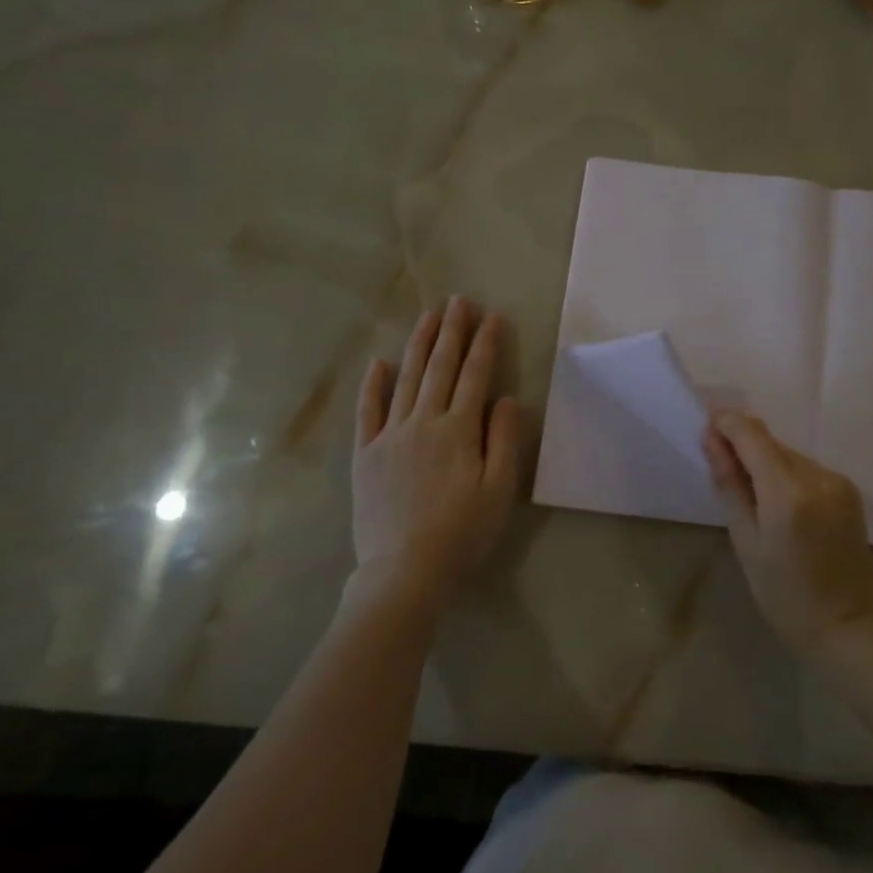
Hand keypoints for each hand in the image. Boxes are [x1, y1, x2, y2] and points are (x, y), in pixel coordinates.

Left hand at [351, 298, 519, 609]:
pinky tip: (379, 363)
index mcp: (458, 430)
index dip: (486, 344)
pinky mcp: (365, 454)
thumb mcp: (499, 490)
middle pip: (440, 368)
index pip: (476, 376)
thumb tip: (506, 398)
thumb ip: (504, 439)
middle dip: (453, 332)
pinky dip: (373, 385)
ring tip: (429, 316)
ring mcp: (390, 436)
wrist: (404, 570)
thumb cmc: (461, 533)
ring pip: (406, 379)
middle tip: (459, 301)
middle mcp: (423, 422)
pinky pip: (368, 411)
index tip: (493, 316)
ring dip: (419, 345)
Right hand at [703, 411, 872, 657]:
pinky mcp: (848, 489)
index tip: (704, 425)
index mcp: (788, 492)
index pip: (752, 435)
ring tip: (748, 495)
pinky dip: (785, 475)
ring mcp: (837, 480)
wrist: (852, 624)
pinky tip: (778, 504)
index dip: (726, 422)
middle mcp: (817, 475)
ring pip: (788, 454)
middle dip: (742, 444)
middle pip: (771, 442)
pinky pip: (806, 469)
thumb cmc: (786, 595)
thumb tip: (711, 439)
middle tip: (719, 467)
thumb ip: (730, 485)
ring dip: (764, 461)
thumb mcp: (746, 542)